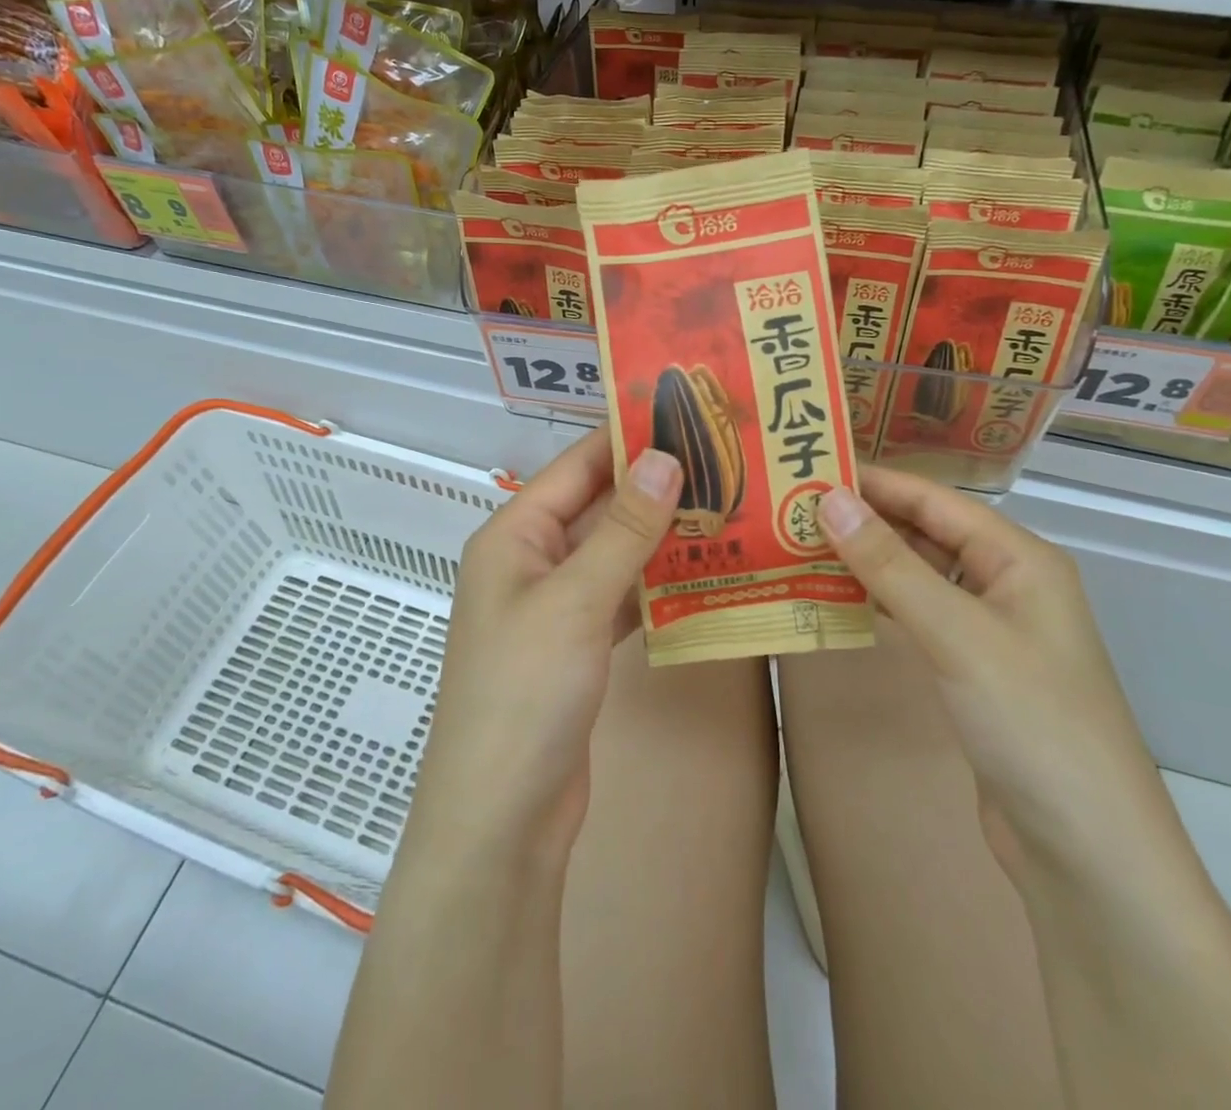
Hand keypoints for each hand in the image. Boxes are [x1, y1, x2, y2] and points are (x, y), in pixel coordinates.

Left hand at [408, 428, 681, 864]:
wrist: (503, 817)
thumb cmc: (524, 692)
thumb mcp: (574, 600)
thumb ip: (622, 530)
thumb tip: (665, 457)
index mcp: (514, 535)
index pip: (576, 466)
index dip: (625, 437)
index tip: (684, 413)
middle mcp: (531, 562)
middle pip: (597, 507)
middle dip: (653, 486)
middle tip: (722, 460)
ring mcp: (554, 607)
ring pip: (614, 553)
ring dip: (660, 535)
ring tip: (727, 506)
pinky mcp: (577, 647)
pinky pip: (621, 598)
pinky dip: (657, 585)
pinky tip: (704, 572)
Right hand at [818, 469, 1182, 885]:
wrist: (1087, 855)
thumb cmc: (1032, 723)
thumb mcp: (957, 634)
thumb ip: (890, 564)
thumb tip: (827, 499)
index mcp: (1018, 558)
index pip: (934, 500)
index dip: (873, 482)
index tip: (807, 469)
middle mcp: (1005, 583)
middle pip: (925, 533)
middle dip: (862, 519)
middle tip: (789, 508)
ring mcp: (987, 629)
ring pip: (917, 575)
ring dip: (864, 560)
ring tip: (798, 545)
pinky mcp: (969, 669)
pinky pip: (915, 616)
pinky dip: (876, 602)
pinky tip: (832, 598)